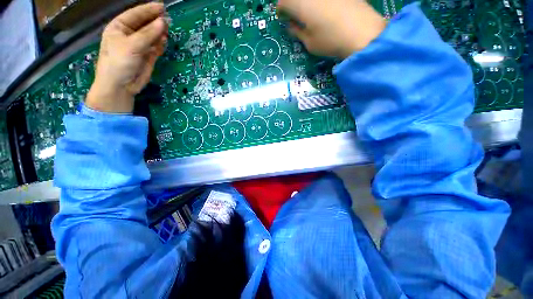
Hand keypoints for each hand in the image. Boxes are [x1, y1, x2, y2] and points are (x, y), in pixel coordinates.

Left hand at [86, 3, 167, 112]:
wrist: (121, 86)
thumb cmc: (118, 63)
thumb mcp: (131, 46)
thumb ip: (148, 34)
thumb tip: (163, 23)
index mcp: (119, 27)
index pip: (135, 14)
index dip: (148, 10)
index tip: (162, 6)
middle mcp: (130, 34)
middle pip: (145, 24)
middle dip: (155, 21)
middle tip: (167, 19)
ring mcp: (140, 46)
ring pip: (152, 36)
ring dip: (160, 33)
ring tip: (167, 30)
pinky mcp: (148, 56)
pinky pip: (156, 47)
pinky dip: (161, 44)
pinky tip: (164, 41)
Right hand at [277, 0, 385, 58]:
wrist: (362, 32)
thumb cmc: (330, 41)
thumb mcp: (309, 43)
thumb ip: (297, 32)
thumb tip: (291, 26)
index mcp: (301, 4)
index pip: (283, 3)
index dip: (281, 10)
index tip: (282, 17)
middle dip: (291, 3)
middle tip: (293, 13)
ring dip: (305, 2)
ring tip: (308, 11)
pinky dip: (318, 2)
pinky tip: (324, 8)